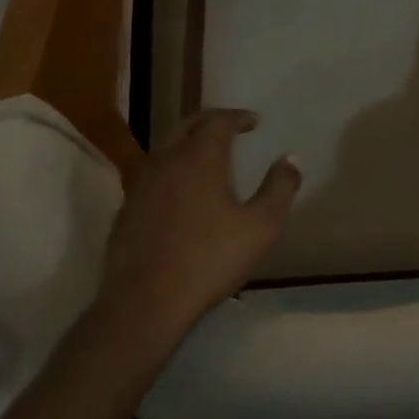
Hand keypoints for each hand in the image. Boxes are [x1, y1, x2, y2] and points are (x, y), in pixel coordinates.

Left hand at [96, 109, 300, 340]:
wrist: (145, 302)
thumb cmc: (210, 259)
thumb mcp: (262, 226)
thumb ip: (280, 187)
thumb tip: (291, 158)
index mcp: (200, 158)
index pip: (218, 121)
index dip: (237, 117)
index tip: (253, 121)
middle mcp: (166, 161)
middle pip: (186, 126)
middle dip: (210, 121)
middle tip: (230, 126)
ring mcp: (140, 186)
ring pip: (165, 148)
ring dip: (188, 143)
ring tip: (207, 155)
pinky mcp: (127, 210)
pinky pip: (152, 175)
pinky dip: (172, 169)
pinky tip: (181, 191)